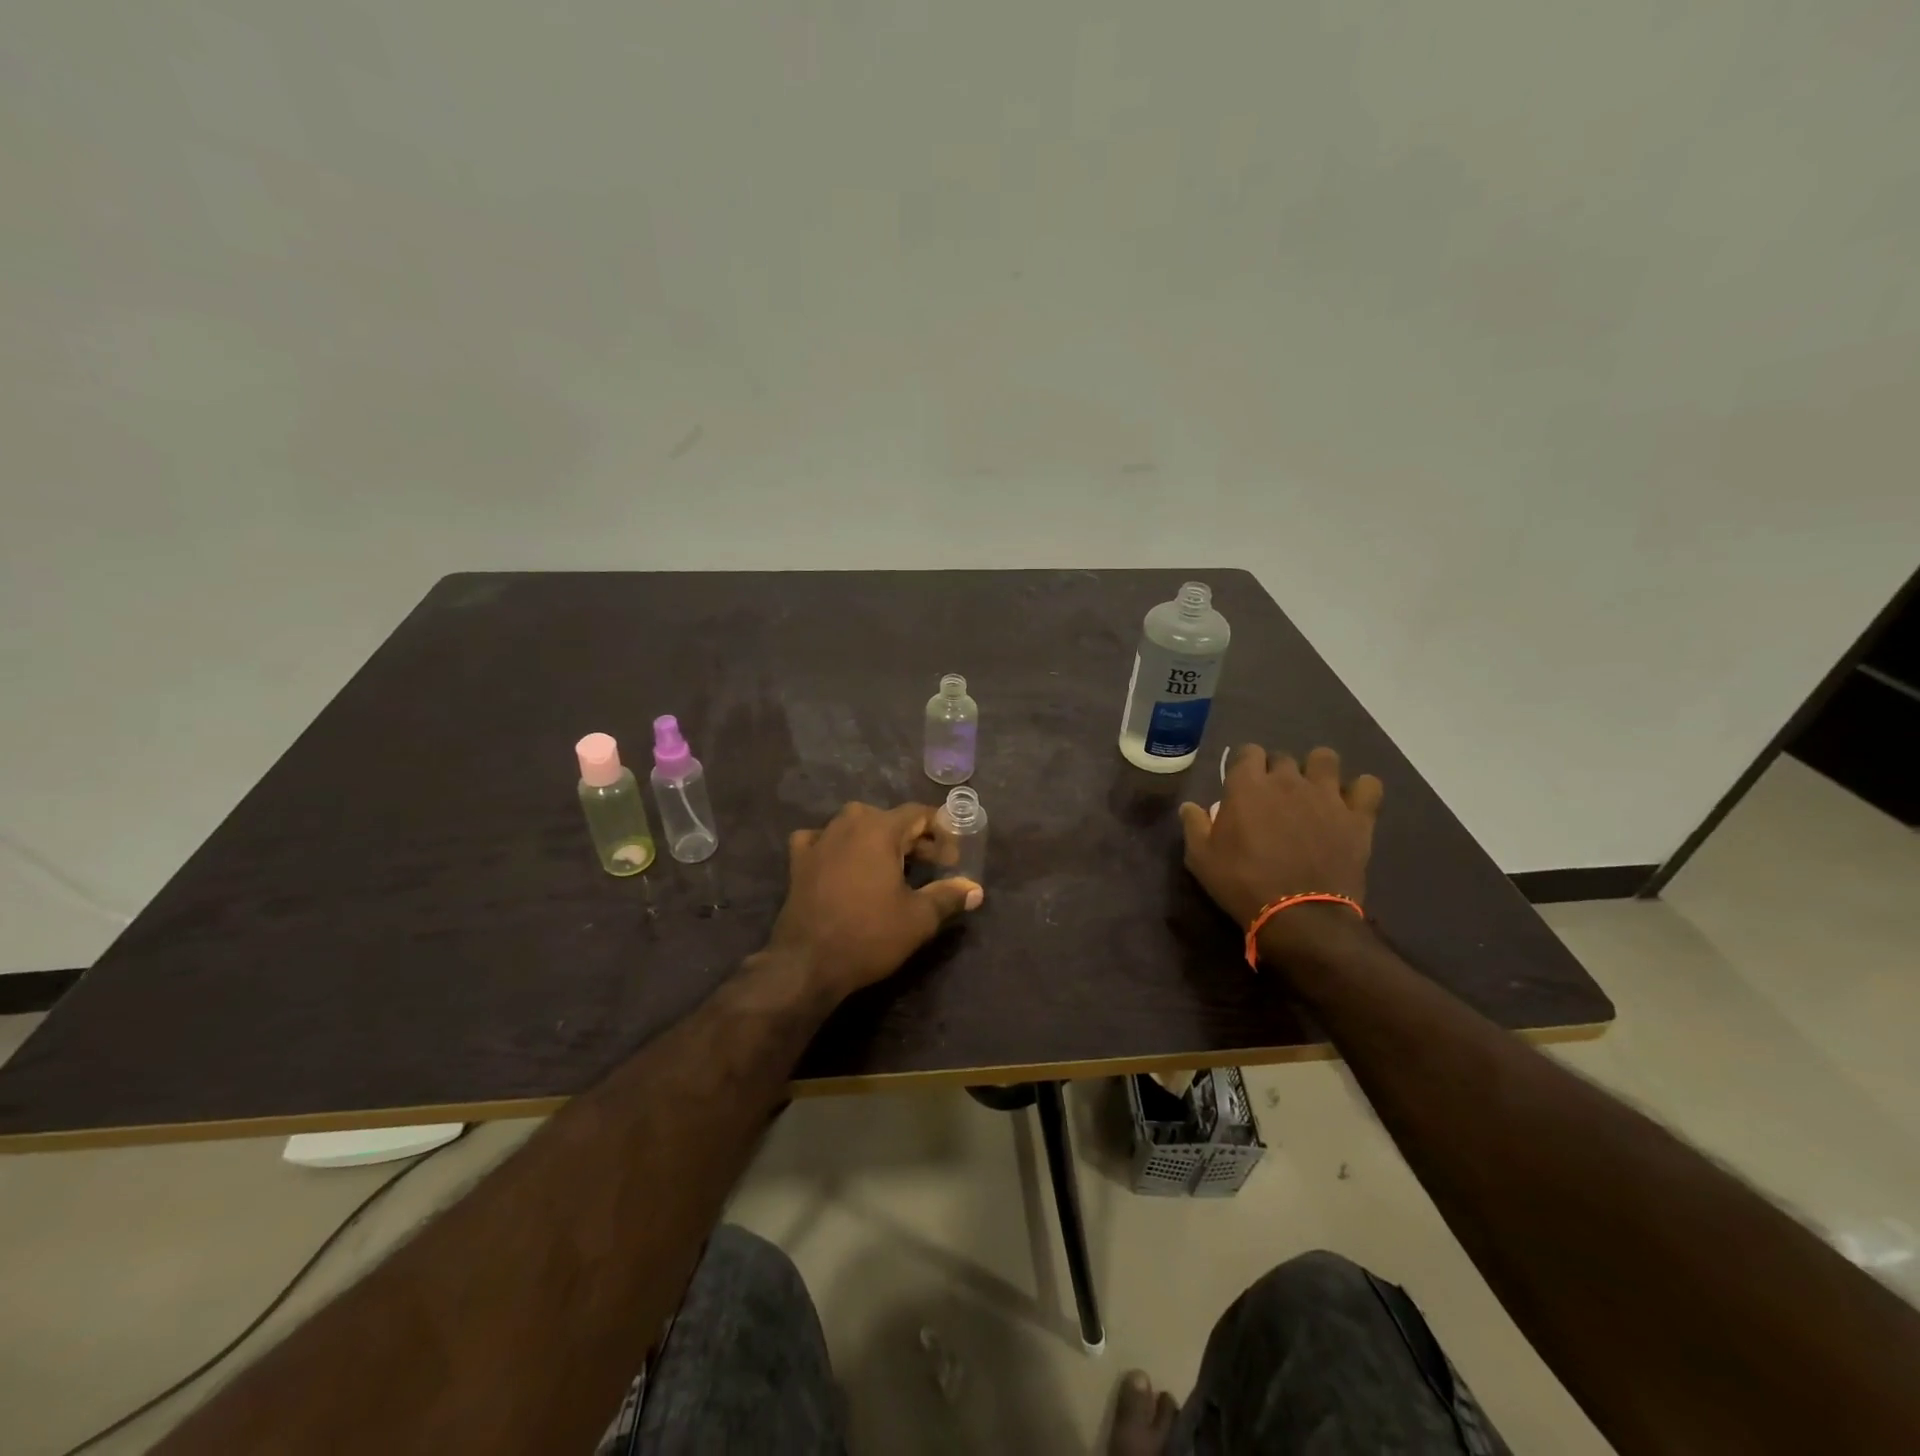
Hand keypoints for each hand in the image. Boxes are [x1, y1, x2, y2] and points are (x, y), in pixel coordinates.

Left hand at [766, 802, 983, 999]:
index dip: (941, 832)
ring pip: (856, 827)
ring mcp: (819, 839)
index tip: (953, 858)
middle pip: (889, 820)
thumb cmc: (869, 935)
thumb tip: (975, 890)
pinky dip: (837, 847)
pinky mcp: (799, 860)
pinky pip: (822, 840)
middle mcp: (848, 823)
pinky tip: (842, 863)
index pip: (918, 814)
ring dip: (878, 841)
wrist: (808, 963)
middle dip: (913, 839)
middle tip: (932, 866)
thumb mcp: (918, 918)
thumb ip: (949, 896)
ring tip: (893, 868)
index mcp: (879, 829)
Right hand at [1179, 745, 1382, 952]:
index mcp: (1247, 785)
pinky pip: (1368, 785)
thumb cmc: (1242, 883)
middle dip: (1276, 771)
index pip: (1247, 751)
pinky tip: (1349, 805)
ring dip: (1317, 771)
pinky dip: (1360, 791)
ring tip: (1312, 792)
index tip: (1241, 784)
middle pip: (1282, 757)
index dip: (1243, 764)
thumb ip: (1194, 825)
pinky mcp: (1357, 816)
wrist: (1299, 915)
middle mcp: (1287, 780)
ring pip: (1325, 758)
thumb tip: (1190, 806)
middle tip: (1272, 798)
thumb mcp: (1201, 858)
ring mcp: (1326, 795)